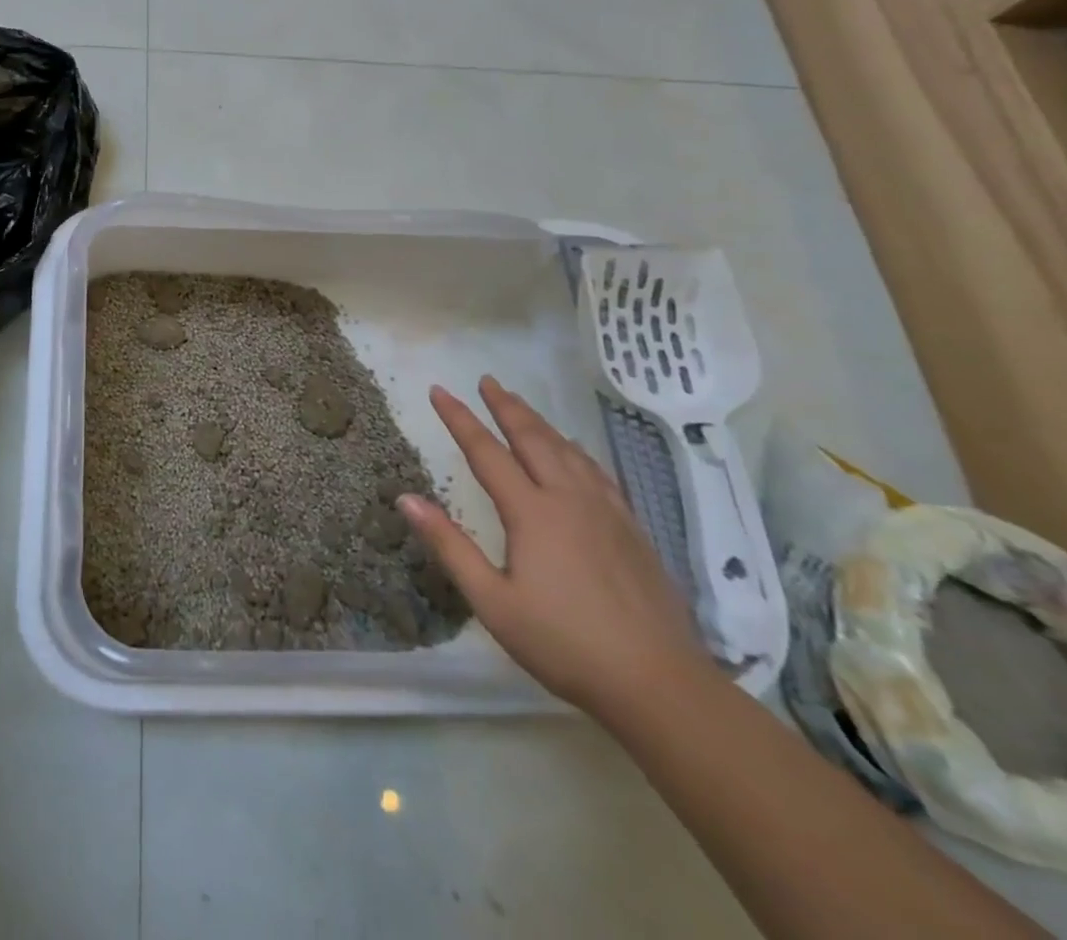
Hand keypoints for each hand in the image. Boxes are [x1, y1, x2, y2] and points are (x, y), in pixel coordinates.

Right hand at [398, 376, 715, 724]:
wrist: (659, 685)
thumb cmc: (564, 644)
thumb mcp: (493, 601)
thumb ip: (449, 544)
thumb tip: (407, 498)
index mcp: (532, 513)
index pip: (486, 452)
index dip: (460, 419)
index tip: (439, 390)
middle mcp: (570, 499)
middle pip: (533, 439)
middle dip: (506, 407)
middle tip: (487, 381)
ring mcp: (607, 512)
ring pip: (568, 451)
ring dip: (540, 423)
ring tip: (521, 405)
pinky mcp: (633, 530)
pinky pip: (598, 473)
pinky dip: (577, 450)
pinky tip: (575, 452)